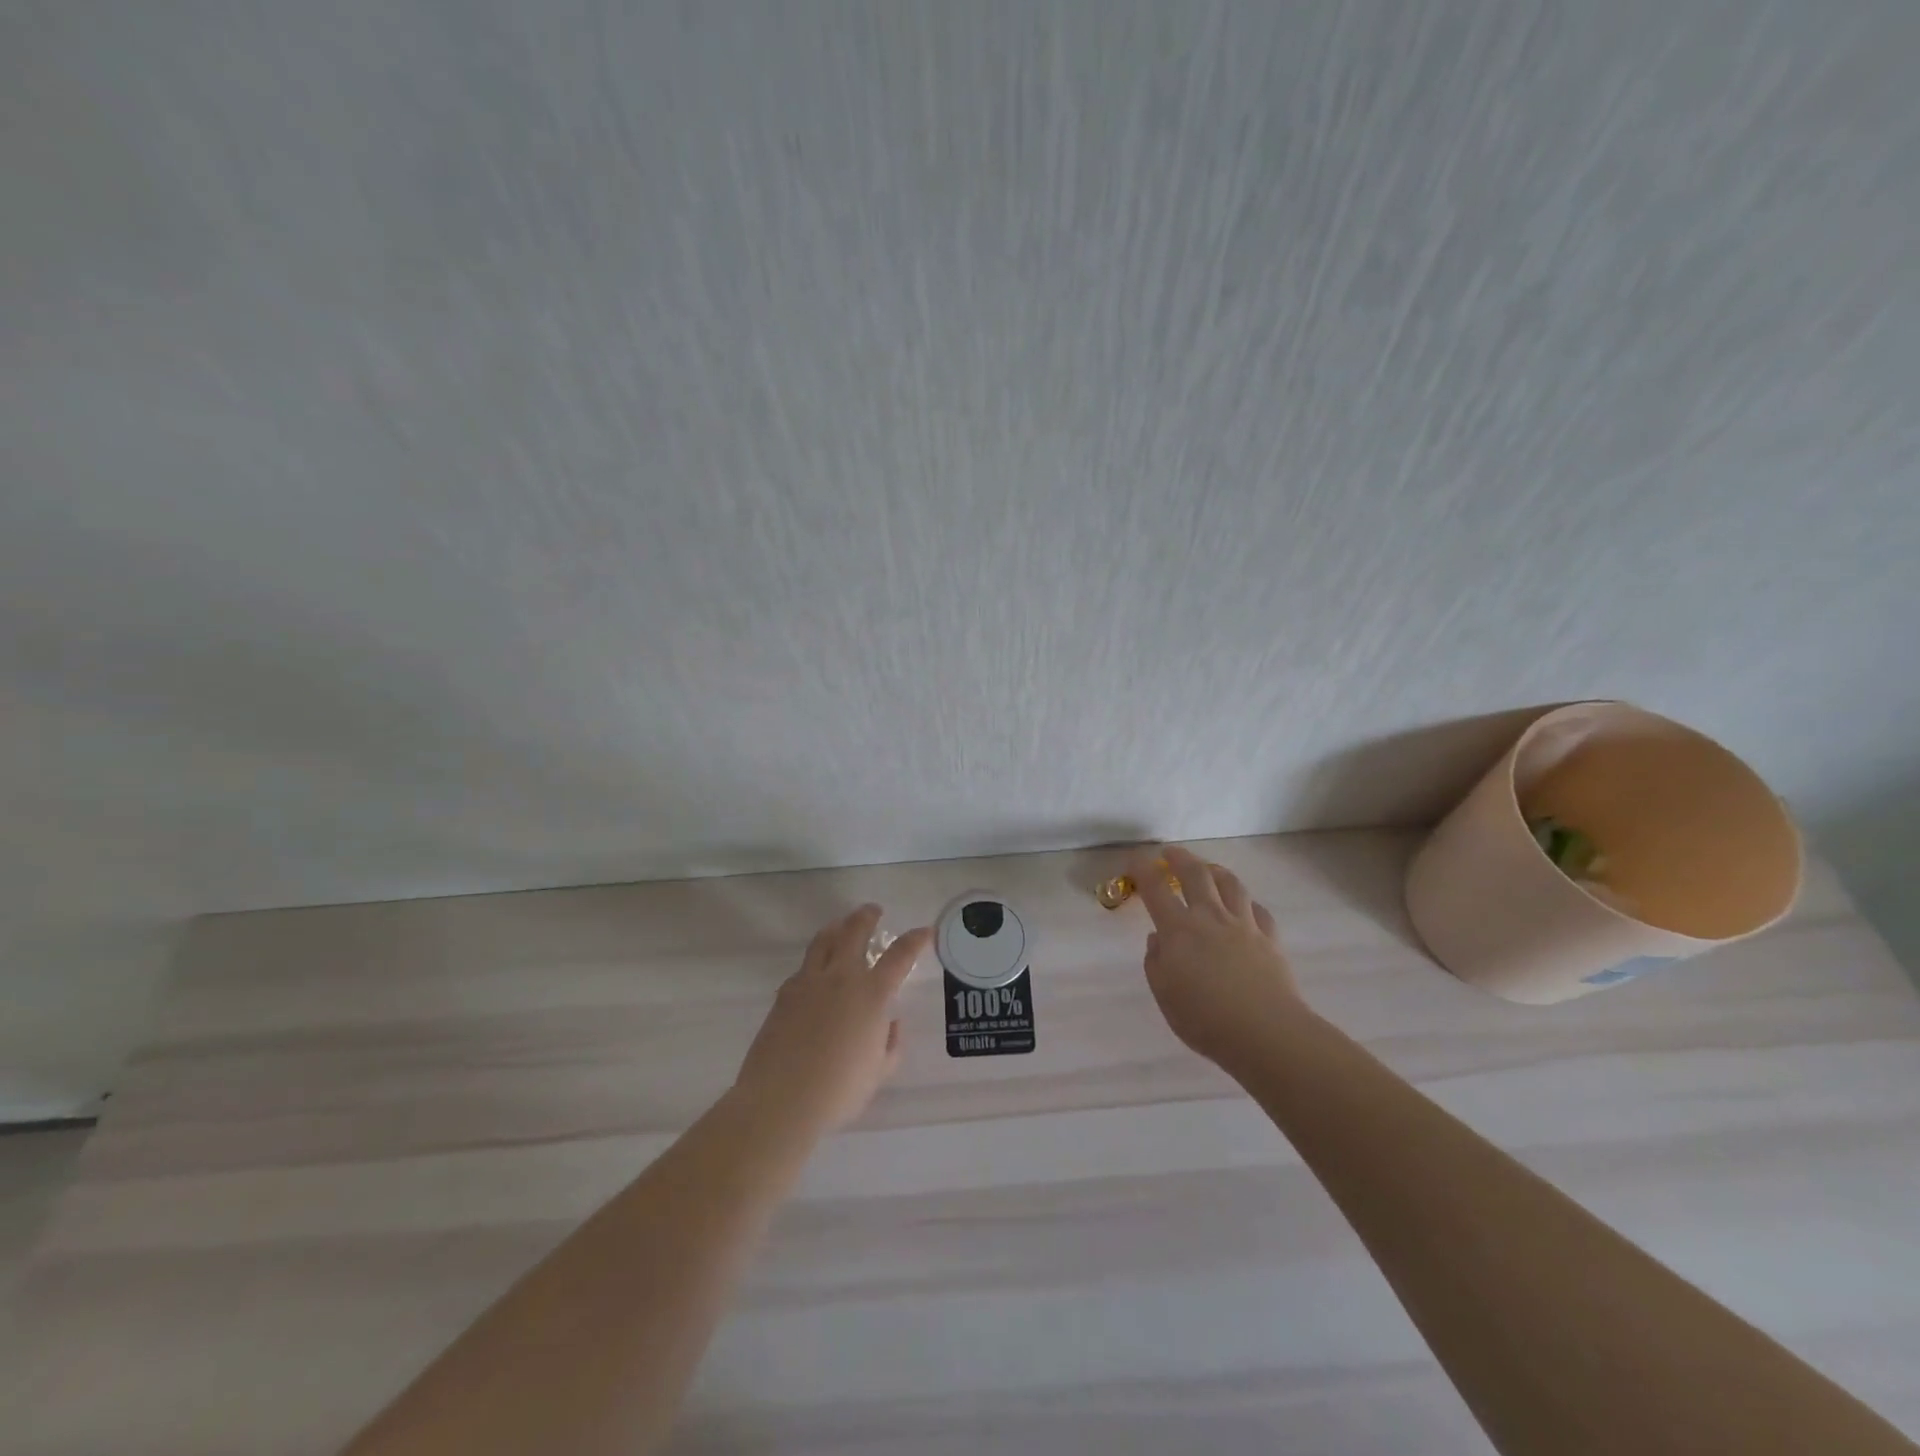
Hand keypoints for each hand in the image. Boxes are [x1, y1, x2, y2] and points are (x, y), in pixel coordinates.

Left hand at [732, 905, 931, 1137]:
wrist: (781, 1100)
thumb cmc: (839, 1090)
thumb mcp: (879, 1072)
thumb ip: (890, 1044)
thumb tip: (890, 1023)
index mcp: (872, 994)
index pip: (900, 955)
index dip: (915, 940)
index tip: (925, 931)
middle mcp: (841, 977)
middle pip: (854, 931)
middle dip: (866, 916)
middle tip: (873, 911)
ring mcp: (808, 982)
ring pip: (823, 941)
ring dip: (836, 928)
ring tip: (840, 926)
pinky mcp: (784, 995)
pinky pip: (803, 968)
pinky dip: (814, 963)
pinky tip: (815, 974)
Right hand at [1129, 845, 1304, 1068]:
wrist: (1266, 1033)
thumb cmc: (1206, 1019)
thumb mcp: (1165, 995)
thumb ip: (1156, 962)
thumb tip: (1157, 939)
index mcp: (1179, 930)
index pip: (1156, 888)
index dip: (1143, 869)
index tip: (1134, 860)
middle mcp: (1210, 917)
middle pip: (1196, 874)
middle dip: (1180, 858)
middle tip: (1170, 853)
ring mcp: (1243, 925)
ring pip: (1230, 884)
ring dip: (1215, 870)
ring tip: (1208, 869)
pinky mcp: (1270, 939)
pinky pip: (1258, 910)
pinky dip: (1247, 903)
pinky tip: (1244, 907)